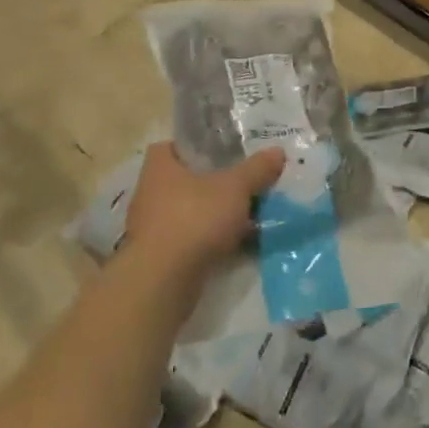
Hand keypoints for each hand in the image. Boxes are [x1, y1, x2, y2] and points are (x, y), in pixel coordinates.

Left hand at [123, 142, 284, 281]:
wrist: (162, 282)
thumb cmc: (194, 218)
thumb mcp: (235, 187)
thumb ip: (257, 169)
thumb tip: (278, 151)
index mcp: (160, 165)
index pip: (176, 145)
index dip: (200, 146)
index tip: (225, 152)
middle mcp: (149, 192)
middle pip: (187, 179)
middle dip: (214, 183)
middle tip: (244, 182)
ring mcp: (151, 227)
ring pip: (189, 211)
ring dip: (213, 214)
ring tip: (246, 214)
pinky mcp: (158, 257)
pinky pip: (189, 238)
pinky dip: (209, 240)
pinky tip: (235, 244)